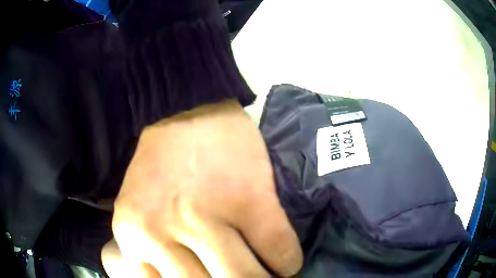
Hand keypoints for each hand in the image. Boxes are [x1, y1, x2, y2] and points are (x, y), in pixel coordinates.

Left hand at [102, 100, 302, 276]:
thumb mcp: (137, 216)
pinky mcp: (250, 199)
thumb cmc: (160, 168)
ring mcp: (206, 217)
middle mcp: (161, 232)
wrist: (182, 110)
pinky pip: (280, 252)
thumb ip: (152, 258)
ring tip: (269, 277)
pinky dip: (288, 263)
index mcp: (133, 237)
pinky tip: (286, 261)